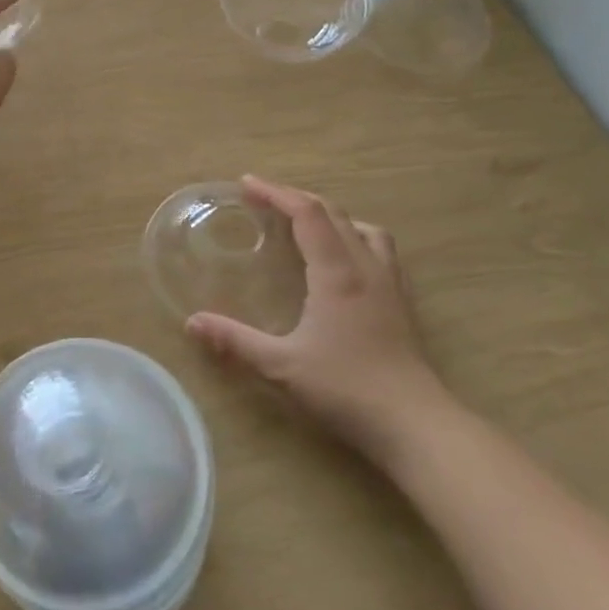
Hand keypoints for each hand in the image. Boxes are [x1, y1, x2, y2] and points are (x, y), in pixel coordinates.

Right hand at [186, 176, 451, 456]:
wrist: (416, 425)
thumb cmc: (347, 389)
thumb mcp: (282, 366)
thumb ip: (236, 341)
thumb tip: (192, 322)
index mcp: (336, 272)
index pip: (307, 213)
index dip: (277, 193)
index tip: (247, 184)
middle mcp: (366, 267)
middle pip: (334, 213)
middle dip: (297, 198)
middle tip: (266, 200)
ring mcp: (390, 284)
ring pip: (364, 228)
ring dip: (332, 216)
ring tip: (307, 226)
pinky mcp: (403, 303)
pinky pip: (381, 251)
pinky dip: (356, 238)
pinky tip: (346, 262)